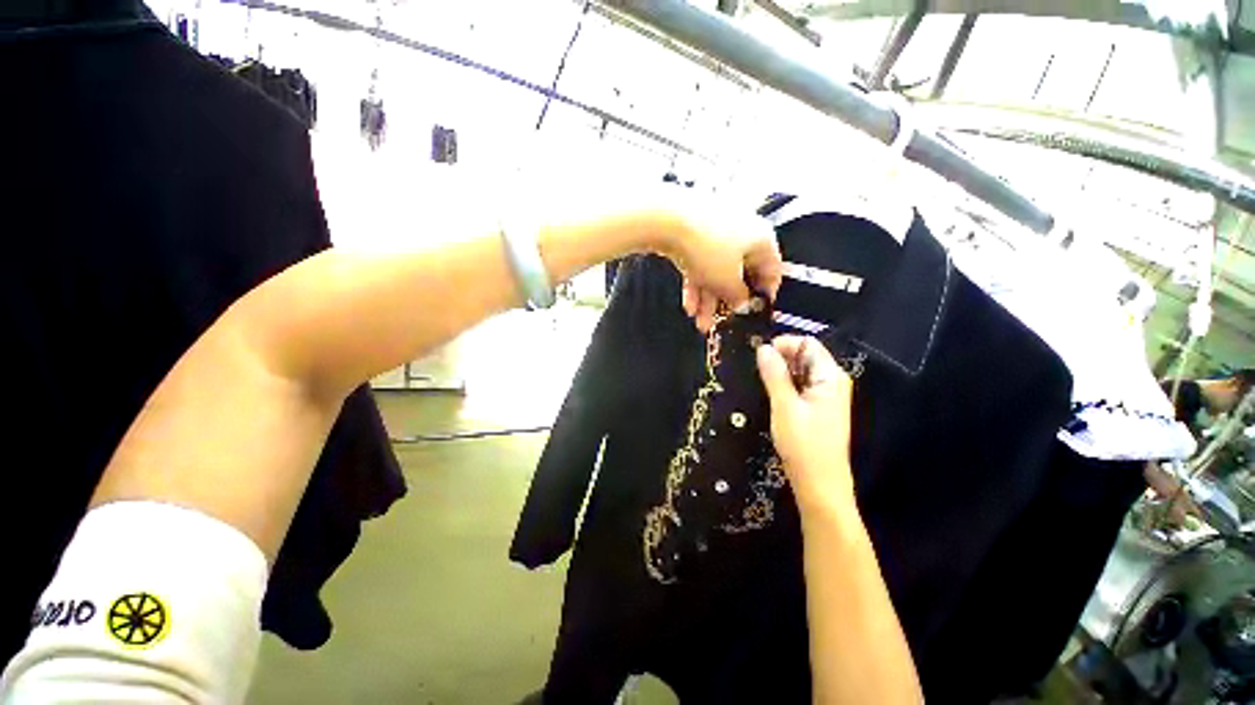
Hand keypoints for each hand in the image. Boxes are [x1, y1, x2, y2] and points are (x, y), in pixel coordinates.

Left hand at [650, 198, 780, 332]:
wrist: (668, 220)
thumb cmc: (707, 248)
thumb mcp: (727, 281)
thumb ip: (738, 297)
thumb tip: (742, 303)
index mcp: (761, 239)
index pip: (772, 270)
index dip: (765, 294)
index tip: (757, 312)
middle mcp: (743, 232)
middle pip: (739, 274)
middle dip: (727, 303)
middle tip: (721, 322)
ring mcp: (717, 232)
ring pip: (717, 272)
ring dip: (709, 300)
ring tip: (700, 323)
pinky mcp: (695, 235)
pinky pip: (701, 265)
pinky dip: (696, 285)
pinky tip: (689, 306)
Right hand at [756, 335, 855, 510]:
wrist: (819, 483)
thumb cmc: (804, 445)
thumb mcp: (784, 406)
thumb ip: (774, 374)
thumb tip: (763, 348)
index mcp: (830, 376)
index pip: (807, 343)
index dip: (783, 344)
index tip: (759, 355)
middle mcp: (832, 381)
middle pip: (805, 355)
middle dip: (780, 357)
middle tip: (757, 370)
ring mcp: (827, 394)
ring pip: (801, 371)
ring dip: (781, 372)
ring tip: (761, 382)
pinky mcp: (819, 407)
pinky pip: (801, 385)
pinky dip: (786, 384)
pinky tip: (772, 394)